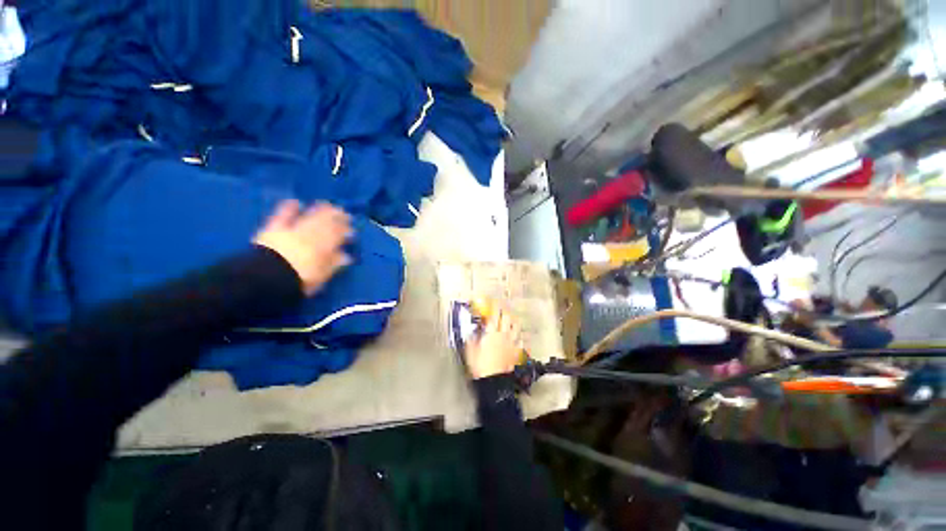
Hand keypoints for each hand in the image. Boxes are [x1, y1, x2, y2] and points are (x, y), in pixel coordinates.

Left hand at [254, 200, 351, 295]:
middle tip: (345, 213)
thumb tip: (346, 256)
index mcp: (324, 246)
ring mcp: (293, 230)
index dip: (345, 231)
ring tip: (328, 204)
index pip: (337, 235)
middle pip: (326, 224)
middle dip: (337, 217)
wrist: (267, 277)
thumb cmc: (299, 279)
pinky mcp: (275, 229)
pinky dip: (289, 208)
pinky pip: (283, 216)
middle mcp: (311, 235)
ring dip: (320, 210)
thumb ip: (334, 264)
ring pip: (310, 217)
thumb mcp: (321, 275)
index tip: (352, 230)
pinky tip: (295, 202)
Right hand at [465, 307, 523, 379]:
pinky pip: (521, 339)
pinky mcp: (517, 351)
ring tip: (511, 317)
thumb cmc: (481, 366)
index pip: (494, 314)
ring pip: (516, 326)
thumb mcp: (471, 351)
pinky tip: (518, 335)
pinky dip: (519, 335)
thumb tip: (472, 331)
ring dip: (513, 319)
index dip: (494, 306)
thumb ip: (471, 338)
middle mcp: (504, 334)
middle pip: (507, 317)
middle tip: (502, 308)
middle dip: (504, 310)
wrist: (494, 382)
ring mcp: (512, 342)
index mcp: (492, 332)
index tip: (493, 301)